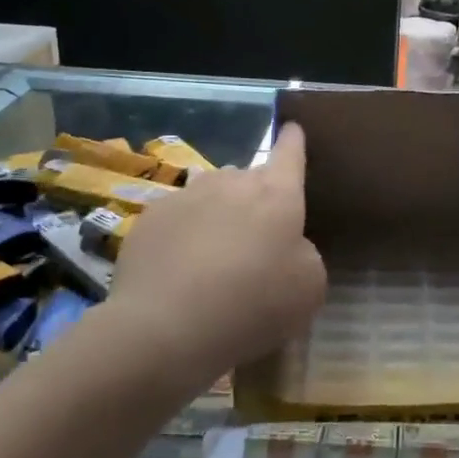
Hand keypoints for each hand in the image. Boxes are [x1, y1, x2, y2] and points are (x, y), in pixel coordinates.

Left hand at [108, 124, 326, 377]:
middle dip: (254, 199)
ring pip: (211, 195)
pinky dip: (184, 236)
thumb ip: (305, 255)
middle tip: (254, 240)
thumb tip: (286, 247)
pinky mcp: (149, 217)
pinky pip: (177, 219)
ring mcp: (186, 196)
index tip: (292, 128)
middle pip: (249, 179)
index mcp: (277, 193)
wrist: (165, 328)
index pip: (290, 153)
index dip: (293, 141)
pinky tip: (180, 272)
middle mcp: (232, 181)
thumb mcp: (309, 288)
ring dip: (218, 215)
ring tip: (214, 257)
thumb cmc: (252, 305)